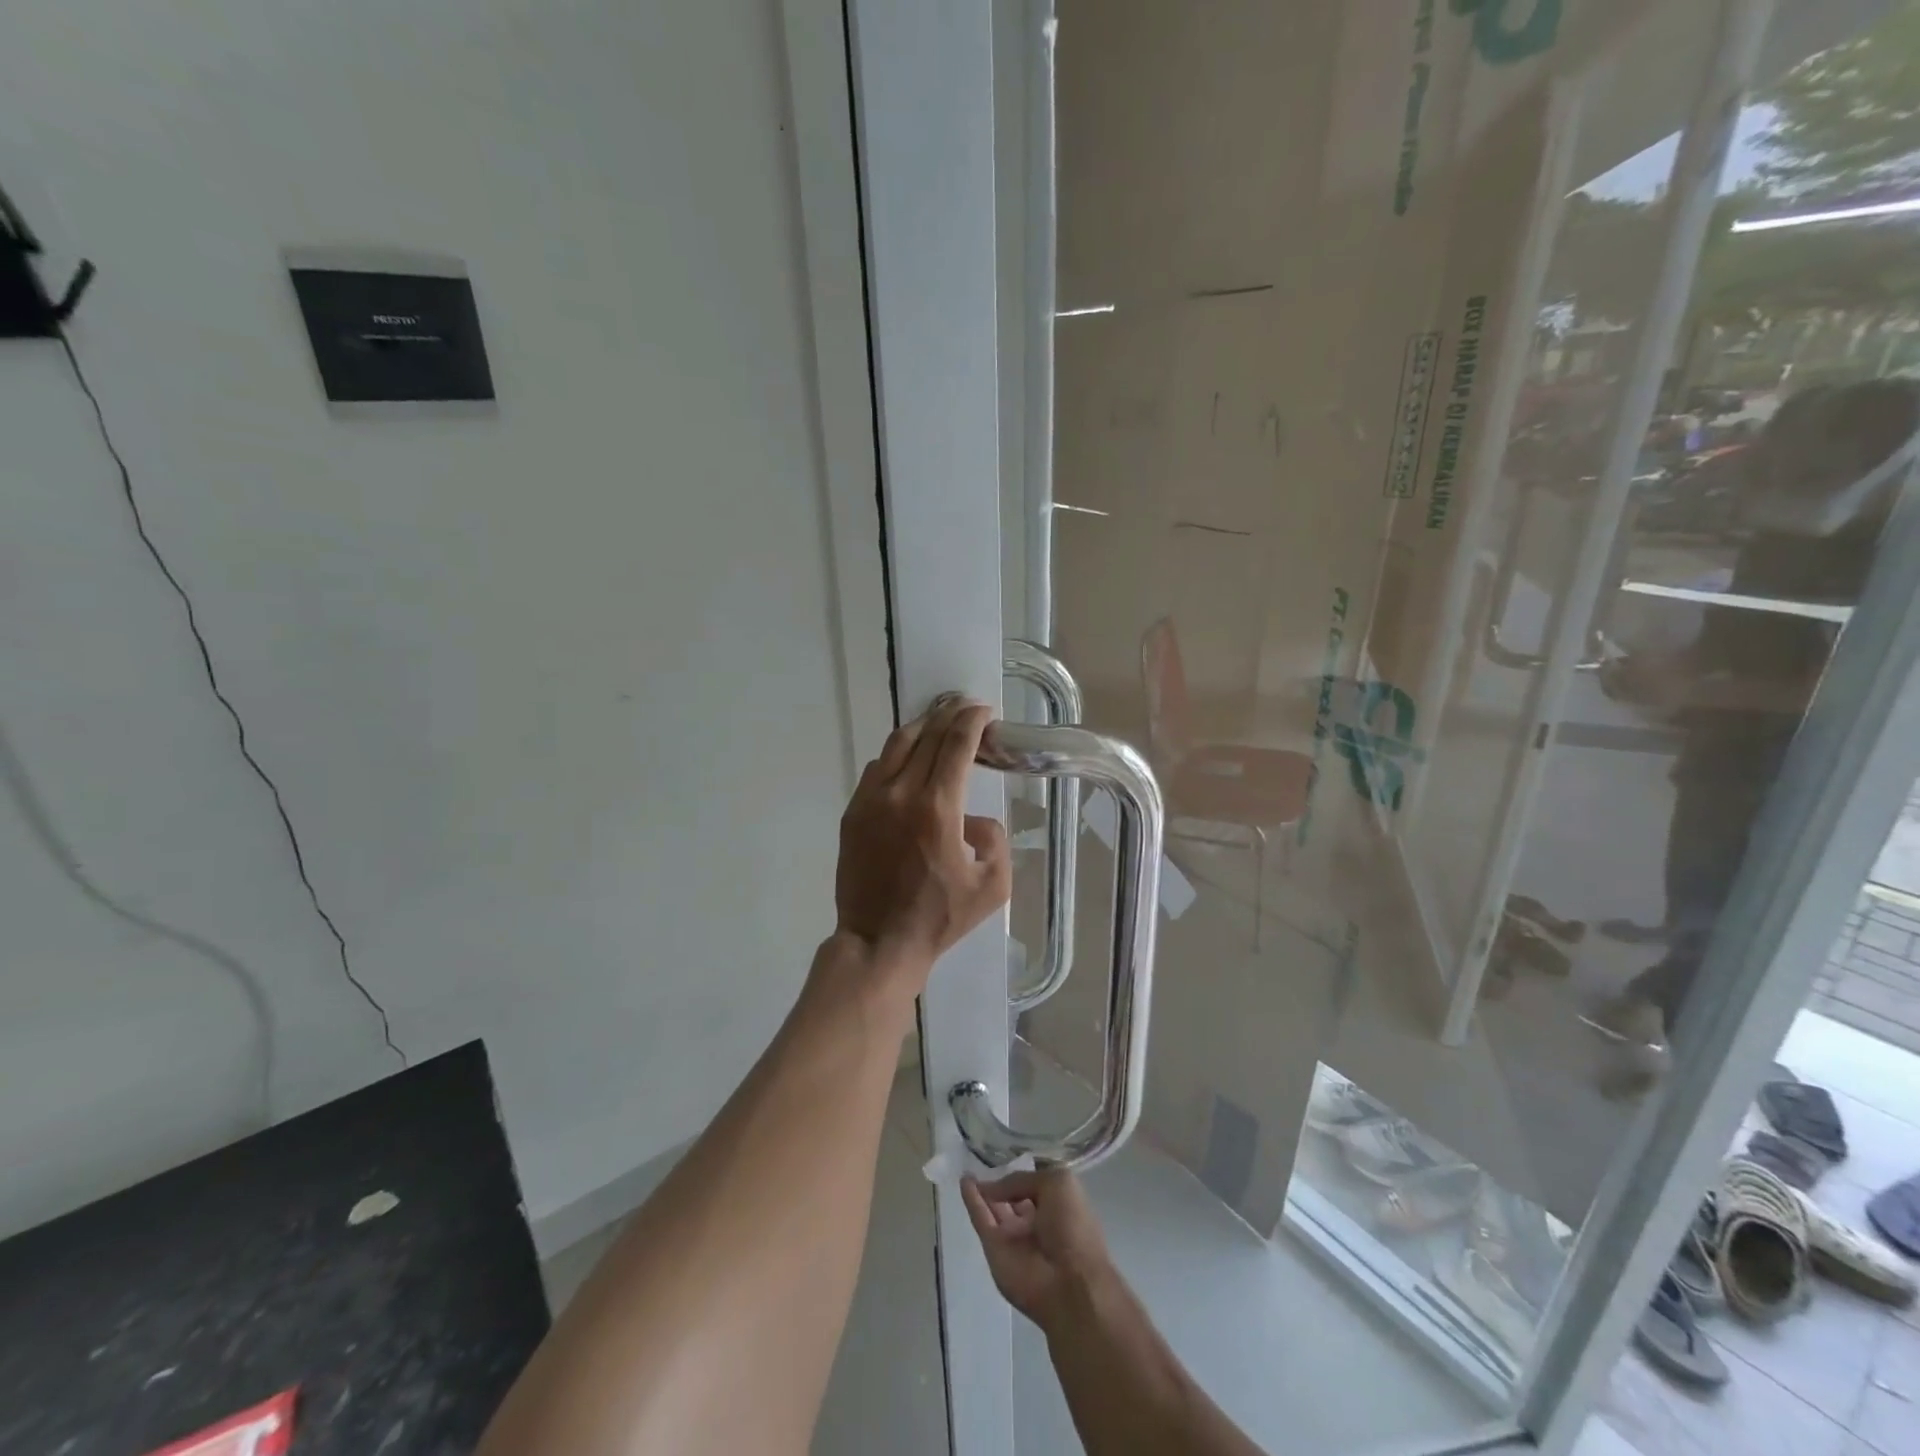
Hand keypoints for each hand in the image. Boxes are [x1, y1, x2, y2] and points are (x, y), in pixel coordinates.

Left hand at [834, 695, 1011, 982]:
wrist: (878, 942)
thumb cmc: (939, 918)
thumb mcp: (992, 886)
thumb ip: (996, 841)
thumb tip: (976, 820)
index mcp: (938, 807)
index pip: (957, 744)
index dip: (972, 720)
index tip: (984, 711)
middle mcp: (901, 793)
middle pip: (927, 735)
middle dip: (949, 715)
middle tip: (965, 708)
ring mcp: (870, 800)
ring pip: (896, 745)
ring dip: (921, 729)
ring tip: (937, 726)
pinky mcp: (853, 812)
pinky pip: (876, 769)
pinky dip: (896, 756)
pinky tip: (908, 763)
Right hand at [962, 1167, 1114, 1330]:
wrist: (1069, 1285)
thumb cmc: (1072, 1226)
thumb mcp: (1057, 1184)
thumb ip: (1022, 1180)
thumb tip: (994, 1186)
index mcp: (1057, 1207)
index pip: (1034, 1185)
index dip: (1022, 1172)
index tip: (1008, 1155)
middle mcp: (1035, 1221)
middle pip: (1012, 1198)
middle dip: (999, 1183)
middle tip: (980, 1161)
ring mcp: (1013, 1237)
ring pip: (994, 1208)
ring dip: (982, 1190)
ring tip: (967, 1169)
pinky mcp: (994, 1249)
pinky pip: (981, 1219)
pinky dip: (972, 1201)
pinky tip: (964, 1181)